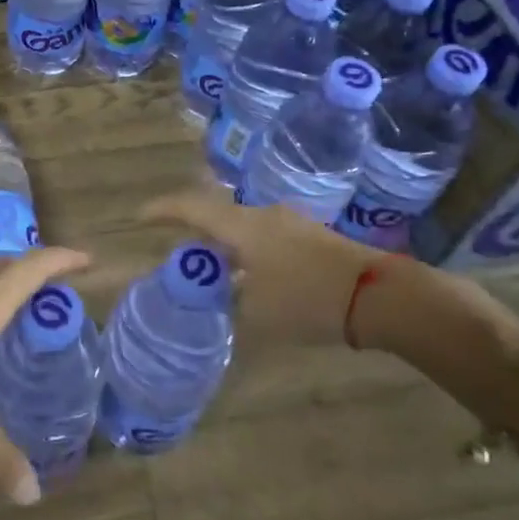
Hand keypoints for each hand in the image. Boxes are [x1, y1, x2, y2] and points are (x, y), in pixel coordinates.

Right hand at [141, 191, 392, 346]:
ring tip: (214, 271)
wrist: (378, 295)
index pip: (191, 207)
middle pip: (217, 215)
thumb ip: (229, 299)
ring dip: (224, 245)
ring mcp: (289, 222)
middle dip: (194, 232)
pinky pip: (264, 237)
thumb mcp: (257, 311)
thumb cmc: (307, 299)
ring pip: (243, 227)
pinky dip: (248, 252)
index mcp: (242, 226)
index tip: (139, 215)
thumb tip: (220, 293)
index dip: (162, 209)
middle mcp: (262, 215)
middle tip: (179, 253)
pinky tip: (251, 277)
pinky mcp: (310, 236)